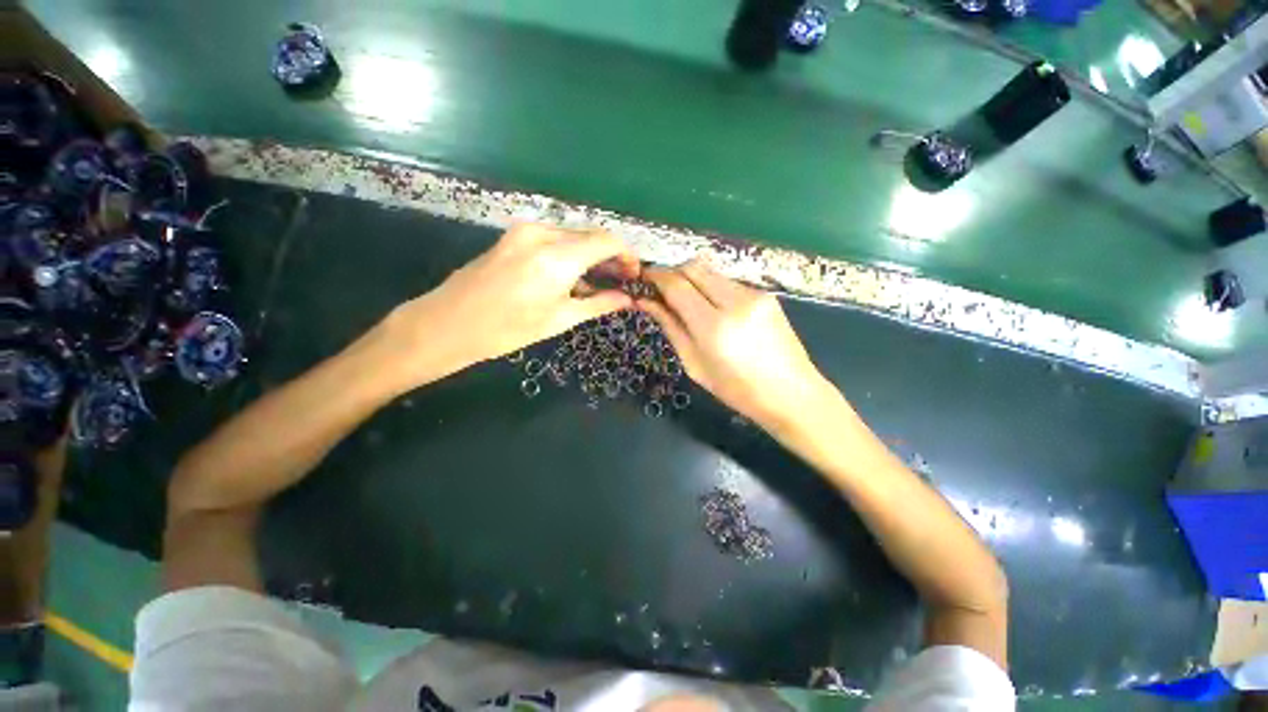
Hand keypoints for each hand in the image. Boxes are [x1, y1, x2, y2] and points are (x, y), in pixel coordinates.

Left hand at [377, 224, 638, 386]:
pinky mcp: (514, 235)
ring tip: (598, 282)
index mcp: (557, 257)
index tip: (634, 273)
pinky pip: (554, 238)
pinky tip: (572, 276)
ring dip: (590, 255)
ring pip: (572, 236)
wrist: (448, 322)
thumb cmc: (507, 329)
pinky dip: (570, 253)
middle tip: (620, 280)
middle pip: (590, 235)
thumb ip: (598, 304)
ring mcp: (525, 230)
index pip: (606, 241)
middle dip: (610, 255)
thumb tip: (627, 299)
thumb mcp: (559, 320)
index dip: (626, 255)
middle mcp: (543, 234)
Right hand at [637, 260, 829, 430]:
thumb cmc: (737, 389)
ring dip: (693, 280)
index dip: (656, 276)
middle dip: (673, 272)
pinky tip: (713, 309)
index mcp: (713, 326)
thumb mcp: (694, 364)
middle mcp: (735, 301)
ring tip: (687, 302)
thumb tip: (646, 302)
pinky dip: (712, 288)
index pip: (677, 285)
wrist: (792, 393)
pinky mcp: (765, 294)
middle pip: (694, 267)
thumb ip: (670, 327)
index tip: (643, 278)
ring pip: (711, 272)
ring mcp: (754, 294)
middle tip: (661, 289)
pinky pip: (728, 282)